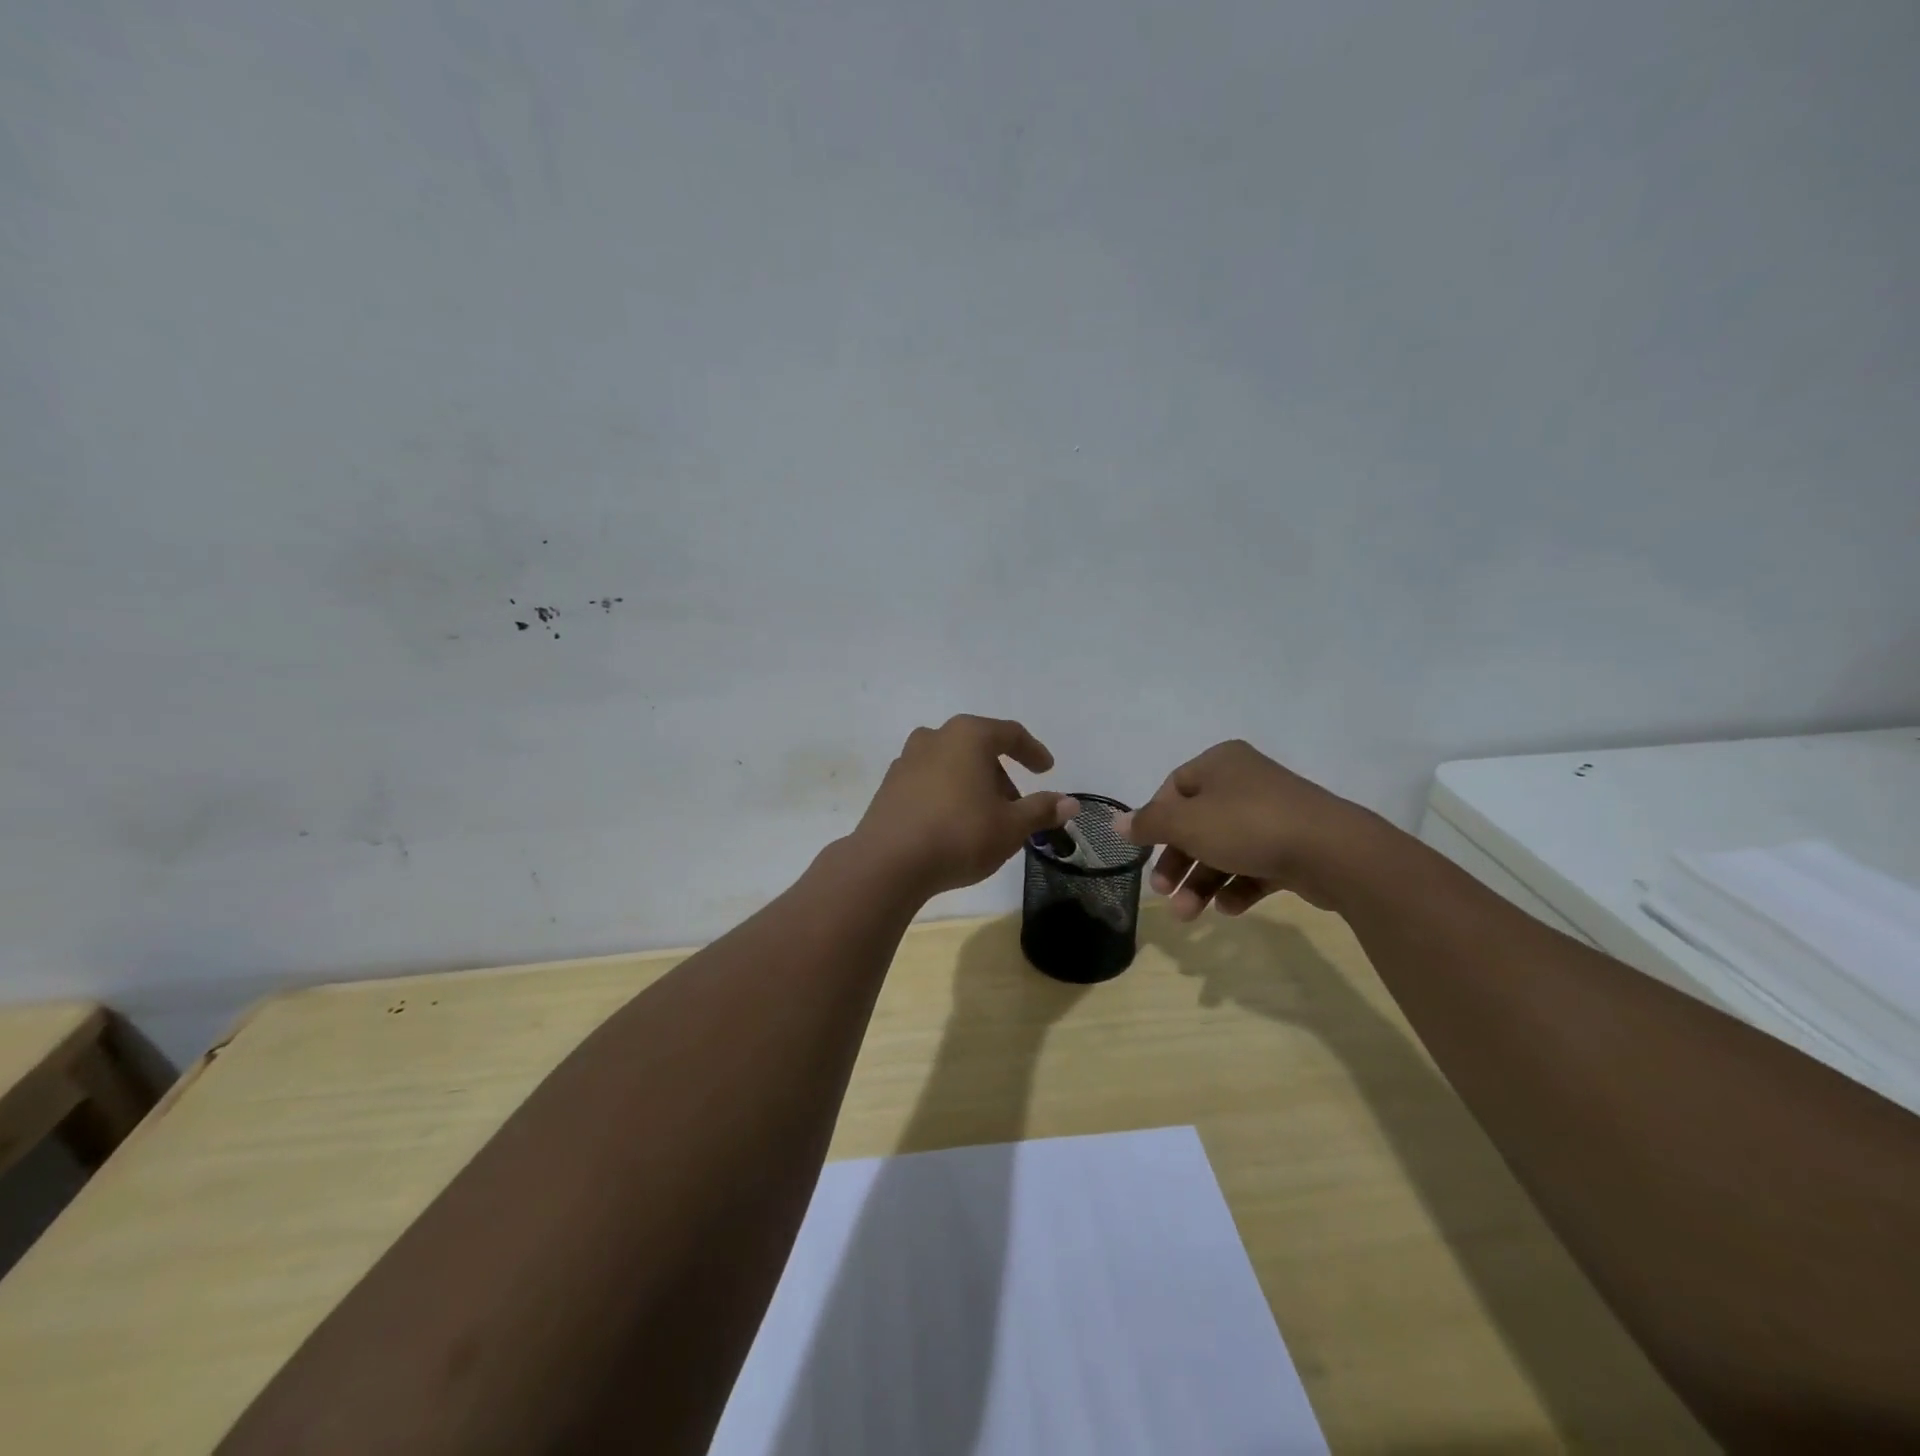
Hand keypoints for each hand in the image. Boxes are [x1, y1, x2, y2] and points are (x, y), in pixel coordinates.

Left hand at [852, 716, 1079, 896]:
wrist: (888, 862)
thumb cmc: (959, 835)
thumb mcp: (1011, 826)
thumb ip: (1041, 810)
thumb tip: (1070, 802)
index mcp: (968, 736)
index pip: (1010, 734)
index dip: (1033, 752)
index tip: (1046, 770)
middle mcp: (935, 737)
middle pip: (978, 747)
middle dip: (1001, 774)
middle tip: (1016, 806)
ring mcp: (907, 760)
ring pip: (952, 764)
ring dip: (973, 784)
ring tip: (985, 818)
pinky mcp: (889, 786)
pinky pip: (929, 781)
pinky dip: (947, 793)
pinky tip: (952, 824)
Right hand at [1115, 740, 1382, 918]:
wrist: (1333, 851)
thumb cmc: (1247, 825)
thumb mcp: (1187, 824)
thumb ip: (1149, 824)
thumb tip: (1116, 823)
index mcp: (1220, 764)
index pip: (1174, 788)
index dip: (1156, 821)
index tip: (1145, 850)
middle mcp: (1246, 783)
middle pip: (1197, 824)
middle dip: (1178, 863)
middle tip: (1163, 893)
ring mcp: (1273, 815)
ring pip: (1224, 849)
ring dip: (1202, 883)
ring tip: (1190, 916)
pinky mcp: (1294, 846)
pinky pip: (1255, 865)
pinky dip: (1238, 886)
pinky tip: (1229, 909)